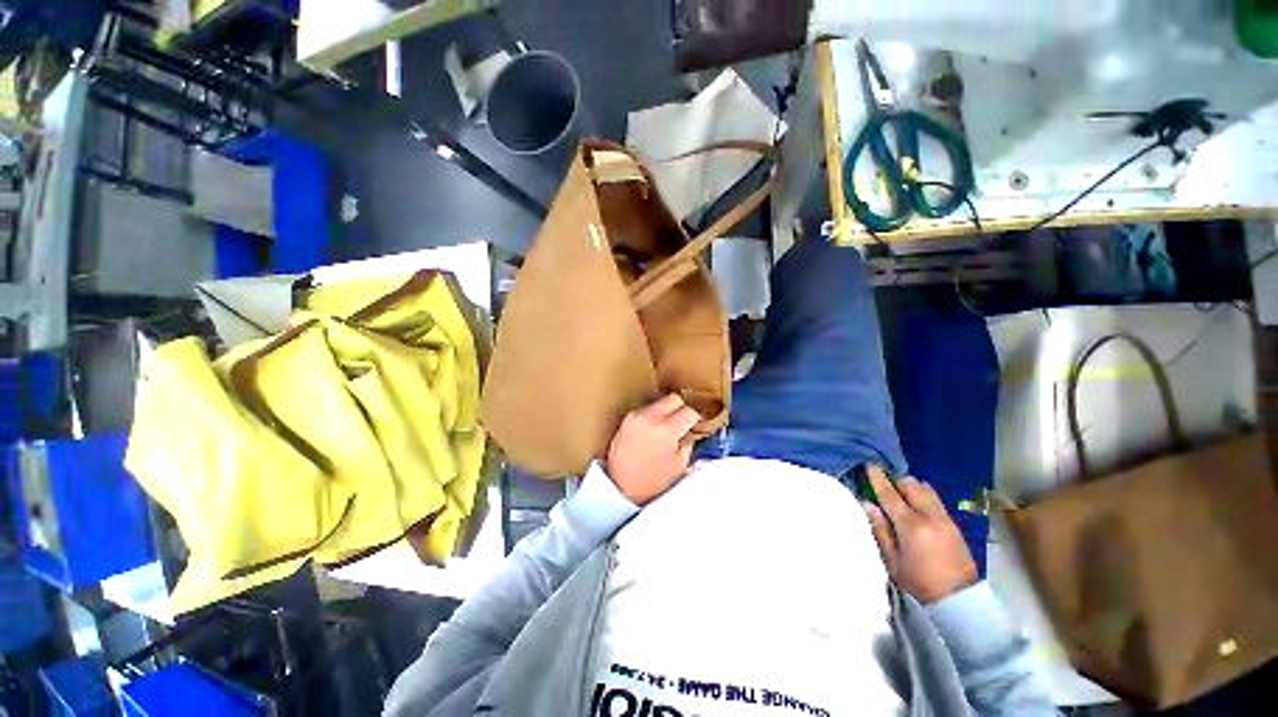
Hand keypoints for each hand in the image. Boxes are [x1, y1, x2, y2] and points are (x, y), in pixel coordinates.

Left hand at [606, 393, 700, 505]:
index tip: (696, 424)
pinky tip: (654, 430)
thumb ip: (687, 443)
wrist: (619, 486)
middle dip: (682, 408)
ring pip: (659, 401)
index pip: (689, 412)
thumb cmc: (651, 482)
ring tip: (667, 428)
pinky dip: (654, 416)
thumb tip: (689, 431)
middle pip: (674, 398)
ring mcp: (636, 416)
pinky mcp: (627, 418)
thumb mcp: (679, 466)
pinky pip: (647, 409)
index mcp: (666, 431)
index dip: (696, 418)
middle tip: (683, 421)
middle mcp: (650, 418)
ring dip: (667, 411)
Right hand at [862, 465, 977, 603]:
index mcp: (911, 526)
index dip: (878, 479)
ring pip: (927, 490)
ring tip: (903, 496)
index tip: (870, 466)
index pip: (890, 495)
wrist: (959, 601)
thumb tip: (868, 504)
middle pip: (912, 485)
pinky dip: (924, 497)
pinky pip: (936, 501)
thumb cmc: (918, 583)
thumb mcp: (892, 560)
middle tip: (887, 486)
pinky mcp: (955, 525)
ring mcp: (945, 519)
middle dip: (897, 481)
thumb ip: (880, 530)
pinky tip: (918, 508)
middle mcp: (930, 517)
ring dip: (913, 488)